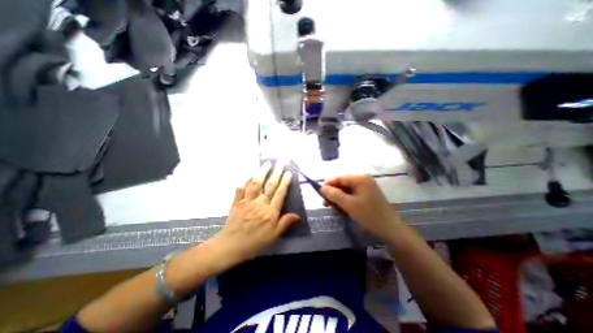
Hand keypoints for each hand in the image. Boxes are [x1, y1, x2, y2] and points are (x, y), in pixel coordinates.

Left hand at [210, 163, 300, 268]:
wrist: (232, 246)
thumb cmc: (255, 242)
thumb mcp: (274, 236)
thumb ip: (285, 223)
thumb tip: (298, 215)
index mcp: (270, 213)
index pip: (280, 193)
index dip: (285, 182)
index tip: (289, 173)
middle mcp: (260, 204)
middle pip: (269, 185)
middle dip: (276, 172)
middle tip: (281, 162)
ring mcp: (247, 201)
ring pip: (255, 183)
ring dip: (262, 172)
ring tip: (267, 163)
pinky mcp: (237, 201)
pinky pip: (240, 188)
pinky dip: (244, 179)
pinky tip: (249, 173)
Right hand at [323, 176, 399, 238]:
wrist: (389, 228)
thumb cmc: (369, 215)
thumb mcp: (349, 205)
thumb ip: (334, 194)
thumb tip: (322, 188)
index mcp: (360, 178)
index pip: (339, 177)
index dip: (328, 184)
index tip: (319, 194)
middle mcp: (362, 178)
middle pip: (342, 183)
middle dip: (333, 193)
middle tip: (325, 204)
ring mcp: (365, 185)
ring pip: (346, 189)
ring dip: (338, 197)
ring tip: (332, 208)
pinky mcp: (366, 192)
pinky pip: (351, 193)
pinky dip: (345, 200)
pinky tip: (341, 208)